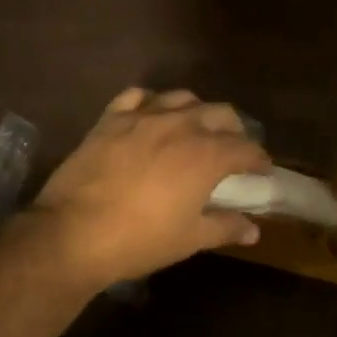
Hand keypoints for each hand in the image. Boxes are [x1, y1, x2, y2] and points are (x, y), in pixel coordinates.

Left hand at [29, 88, 270, 290]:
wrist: (73, 233)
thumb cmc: (140, 240)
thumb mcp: (190, 239)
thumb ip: (225, 227)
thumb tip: (253, 230)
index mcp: (206, 154)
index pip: (246, 148)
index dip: (258, 159)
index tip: (262, 169)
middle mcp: (181, 125)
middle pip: (220, 113)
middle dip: (234, 129)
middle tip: (233, 148)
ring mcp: (143, 117)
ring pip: (182, 97)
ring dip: (197, 110)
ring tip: (195, 127)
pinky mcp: (111, 118)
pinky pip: (137, 96)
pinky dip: (151, 101)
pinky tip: (151, 114)